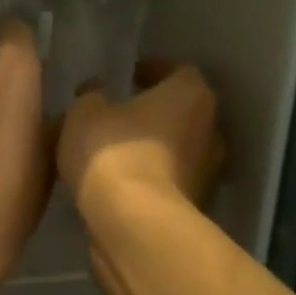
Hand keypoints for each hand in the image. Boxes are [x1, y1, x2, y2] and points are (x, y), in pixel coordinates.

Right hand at [58, 60, 222, 223]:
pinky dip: (150, 178)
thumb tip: (97, 94)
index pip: (177, 70)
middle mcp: (210, 129)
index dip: (151, 70)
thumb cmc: (114, 153)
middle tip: (120, 113)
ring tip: (115, 151)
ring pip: (177, 149)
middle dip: (154, 111)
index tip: (128, 76)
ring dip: (152, 147)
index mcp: (191, 94)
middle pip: (183, 111)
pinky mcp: (196, 206)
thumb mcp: (85, 113)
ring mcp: (208, 172)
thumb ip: (92, 97)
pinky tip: (119, 182)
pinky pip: (169, 181)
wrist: (134, 224)